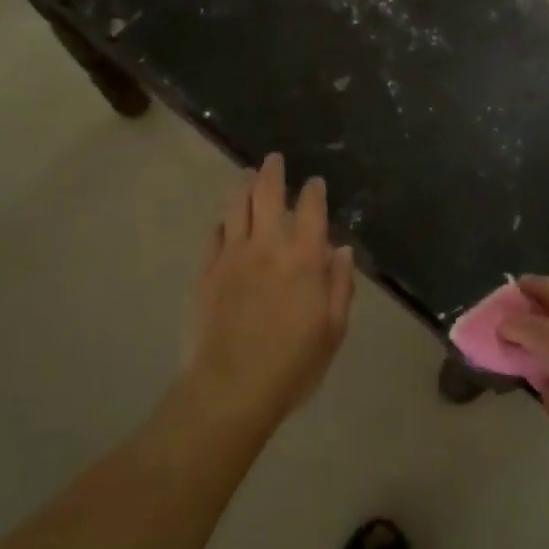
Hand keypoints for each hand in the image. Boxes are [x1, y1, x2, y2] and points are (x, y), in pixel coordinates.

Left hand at [183, 153, 353, 434]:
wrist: (230, 389)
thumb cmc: (292, 365)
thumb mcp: (332, 331)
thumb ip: (340, 286)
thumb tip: (341, 250)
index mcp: (303, 259)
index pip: (311, 210)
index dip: (313, 192)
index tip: (314, 182)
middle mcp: (267, 247)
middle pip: (267, 195)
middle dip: (273, 173)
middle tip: (274, 159)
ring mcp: (232, 256)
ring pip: (235, 207)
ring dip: (243, 185)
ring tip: (247, 174)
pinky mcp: (206, 272)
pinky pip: (214, 235)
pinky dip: (222, 222)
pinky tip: (224, 221)